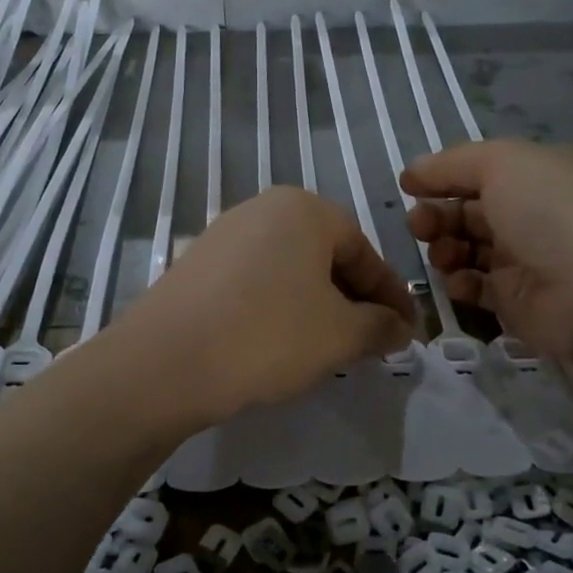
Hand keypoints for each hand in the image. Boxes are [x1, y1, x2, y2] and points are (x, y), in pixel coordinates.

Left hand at [113, 187, 415, 428]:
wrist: (165, 363)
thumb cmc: (268, 336)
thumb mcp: (340, 335)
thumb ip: (380, 326)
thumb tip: (400, 327)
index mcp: (304, 209)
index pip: (364, 251)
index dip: (391, 294)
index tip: (408, 330)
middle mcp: (262, 209)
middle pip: (325, 256)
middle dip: (353, 300)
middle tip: (371, 340)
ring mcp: (223, 234)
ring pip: (289, 270)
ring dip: (316, 305)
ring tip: (328, 346)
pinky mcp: (195, 265)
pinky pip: (254, 282)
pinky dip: (278, 308)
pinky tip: (278, 342)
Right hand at [402, 140, 572, 364]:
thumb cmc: (551, 213)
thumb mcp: (502, 163)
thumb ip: (451, 164)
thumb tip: (413, 173)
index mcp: (538, 176)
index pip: (480, 171)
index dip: (442, 177)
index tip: (408, 187)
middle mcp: (533, 215)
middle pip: (469, 211)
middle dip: (437, 215)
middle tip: (419, 225)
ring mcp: (527, 261)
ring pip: (468, 249)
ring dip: (444, 248)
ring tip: (441, 254)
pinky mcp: (518, 302)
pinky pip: (477, 288)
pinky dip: (460, 283)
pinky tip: (458, 282)